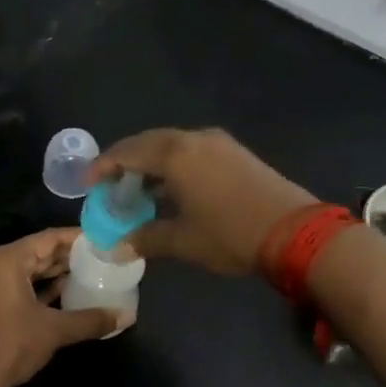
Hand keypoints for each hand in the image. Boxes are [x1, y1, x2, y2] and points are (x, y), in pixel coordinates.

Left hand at [0, 228, 121, 386]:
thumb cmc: (12, 344)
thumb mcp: (55, 330)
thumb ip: (91, 320)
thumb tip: (127, 316)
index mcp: (7, 259)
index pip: (48, 238)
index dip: (76, 238)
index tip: (101, 239)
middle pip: (37, 252)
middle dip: (67, 256)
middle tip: (99, 257)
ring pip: (28, 270)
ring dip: (55, 273)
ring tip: (88, 274)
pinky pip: (18, 285)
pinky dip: (40, 288)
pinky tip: (66, 293)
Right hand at [89, 128, 315, 274]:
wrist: (296, 231)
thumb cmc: (230, 234)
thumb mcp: (183, 240)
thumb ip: (146, 238)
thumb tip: (117, 247)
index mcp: (175, 154)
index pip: (127, 152)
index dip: (103, 166)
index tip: (89, 183)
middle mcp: (193, 139)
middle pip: (148, 143)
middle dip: (125, 162)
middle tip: (111, 185)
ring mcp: (218, 143)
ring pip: (172, 145)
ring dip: (151, 163)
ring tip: (138, 189)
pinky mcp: (235, 153)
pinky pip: (192, 150)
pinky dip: (173, 164)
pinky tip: (172, 188)